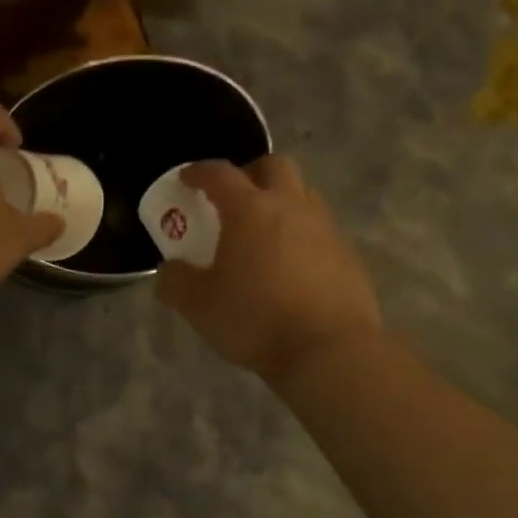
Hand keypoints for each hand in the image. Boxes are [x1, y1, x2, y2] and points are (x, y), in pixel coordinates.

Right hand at [157, 156, 381, 383]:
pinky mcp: (348, 254)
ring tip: (263, 232)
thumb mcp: (199, 306)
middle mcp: (291, 207)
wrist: (330, 351)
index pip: (220, 173)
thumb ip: (175, 282)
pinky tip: (291, 265)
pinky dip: (301, 233)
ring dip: (280, 200)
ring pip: (303, 193)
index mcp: (251, 210)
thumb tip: (170, 269)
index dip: (198, 172)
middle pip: (273, 166)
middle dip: (250, 173)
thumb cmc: (256, 320)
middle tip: (233, 199)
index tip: (186, 180)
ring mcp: (325, 228)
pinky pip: (320, 228)